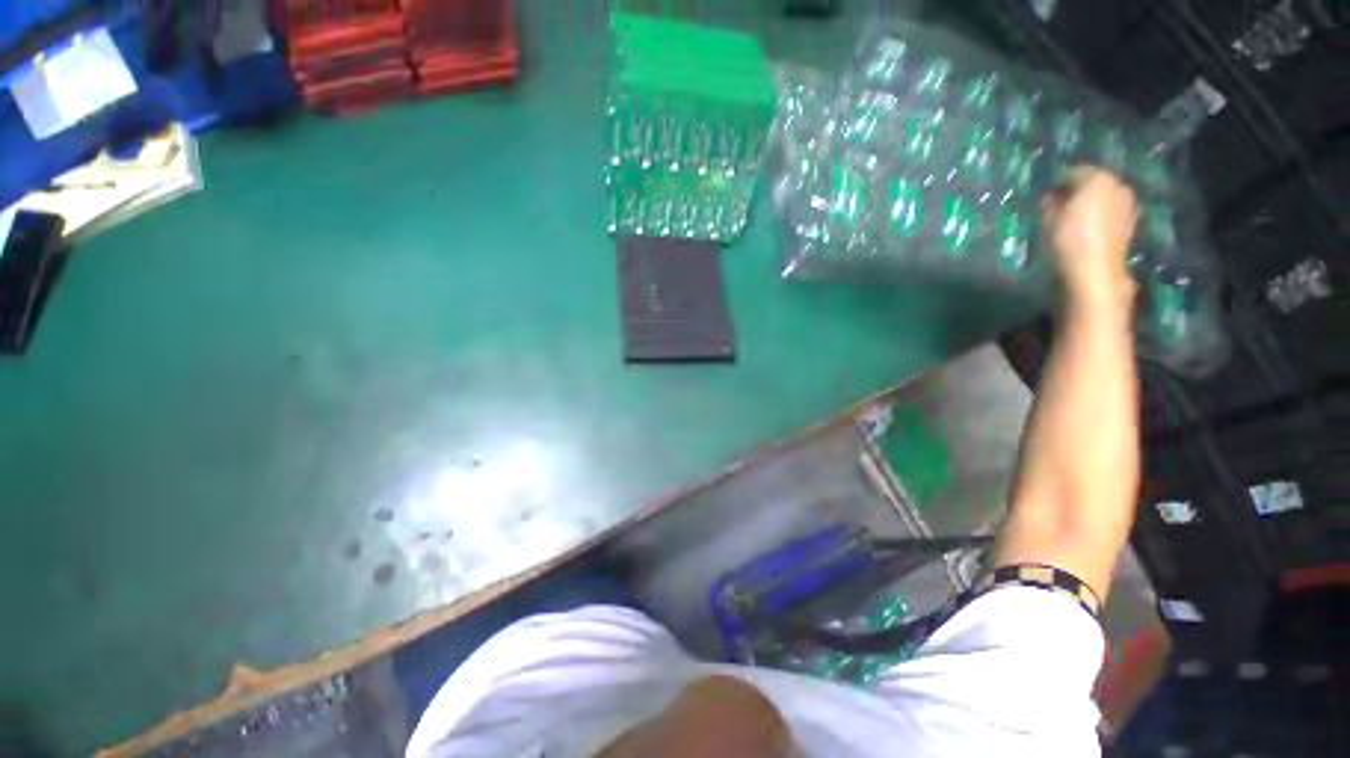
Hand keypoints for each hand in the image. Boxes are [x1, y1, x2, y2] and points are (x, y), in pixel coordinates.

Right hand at [1042, 166, 1138, 308]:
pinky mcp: (1130, 222)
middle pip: (1094, 183)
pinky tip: (1088, 229)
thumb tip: (1052, 198)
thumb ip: (1051, 203)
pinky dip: (1100, 216)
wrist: (1094, 269)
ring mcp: (1128, 204)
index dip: (1058, 183)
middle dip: (1077, 192)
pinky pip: (1111, 212)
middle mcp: (1118, 186)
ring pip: (1104, 197)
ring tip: (1073, 219)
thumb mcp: (1048, 219)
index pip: (1074, 172)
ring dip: (1090, 205)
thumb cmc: (1068, 239)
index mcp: (1098, 179)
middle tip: (1059, 207)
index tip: (1046, 197)